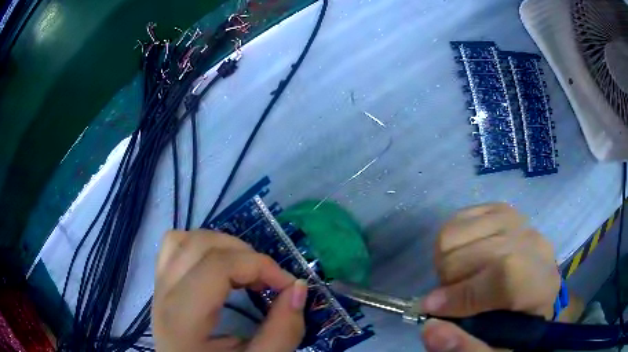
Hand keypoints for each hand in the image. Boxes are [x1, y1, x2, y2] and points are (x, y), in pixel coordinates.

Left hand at [153, 230, 307, 351]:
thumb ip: (283, 332)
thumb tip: (298, 288)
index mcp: (182, 319)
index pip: (218, 267)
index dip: (261, 266)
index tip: (288, 286)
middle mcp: (163, 295)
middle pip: (201, 245)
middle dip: (244, 254)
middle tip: (267, 281)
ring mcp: (158, 287)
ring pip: (184, 240)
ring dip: (221, 246)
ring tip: (244, 272)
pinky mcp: (161, 286)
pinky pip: (174, 247)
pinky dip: (201, 248)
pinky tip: (219, 269)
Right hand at [420, 204, 559, 351]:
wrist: (533, 293)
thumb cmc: (514, 328)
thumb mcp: (496, 351)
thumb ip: (465, 348)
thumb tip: (429, 327)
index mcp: (540, 283)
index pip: (502, 275)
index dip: (462, 294)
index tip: (431, 310)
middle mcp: (532, 243)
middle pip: (473, 252)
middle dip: (449, 281)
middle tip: (452, 298)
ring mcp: (516, 220)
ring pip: (457, 232)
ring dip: (446, 261)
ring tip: (459, 278)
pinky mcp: (500, 209)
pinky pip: (458, 218)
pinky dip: (450, 242)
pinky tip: (464, 257)